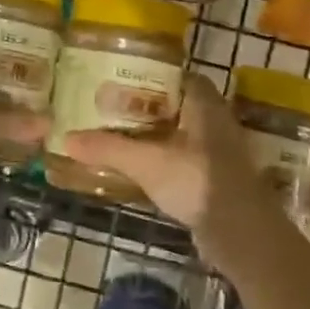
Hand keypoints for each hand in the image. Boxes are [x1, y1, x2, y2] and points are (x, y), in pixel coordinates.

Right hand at [59, 74, 264, 251]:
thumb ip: (109, 148)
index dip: (150, 75)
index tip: (119, 80)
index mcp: (204, 103)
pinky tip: (138, 168)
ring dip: (152, 135)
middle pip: (175, 105)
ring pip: (179, 133)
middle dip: (144, 107)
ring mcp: (218, 150)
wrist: (243, 233)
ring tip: (116, 136)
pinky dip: (162, 158)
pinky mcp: (215, 177)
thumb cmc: (198, 181)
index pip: (176, 76)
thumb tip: (66, 138)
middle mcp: (215, 120)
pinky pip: (183, 157)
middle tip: (109, 109)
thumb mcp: (147, 162)